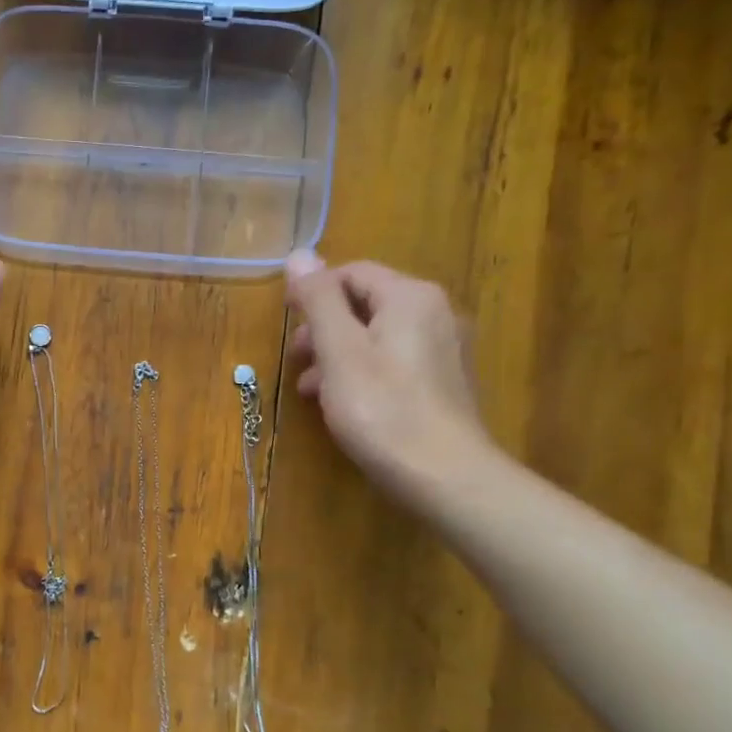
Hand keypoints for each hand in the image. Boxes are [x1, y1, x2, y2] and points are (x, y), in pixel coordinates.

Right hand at [284, 250, 495, 502]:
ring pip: (376, 335)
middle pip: (365, 303)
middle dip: (323, 327)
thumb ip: (318, 300)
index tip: (286, 323)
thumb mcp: (339, 350)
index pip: (352, 273)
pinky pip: (392, 361)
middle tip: (296, 357)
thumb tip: (299, 254)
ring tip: (309, 387)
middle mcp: (434, 313)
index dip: (313, 292)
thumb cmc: (382, 409)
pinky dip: (361, 372)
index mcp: (410, 297)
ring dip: (336, 354)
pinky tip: (341, 403)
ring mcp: (443, 349)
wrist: (445, 477)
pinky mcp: (443, 382)